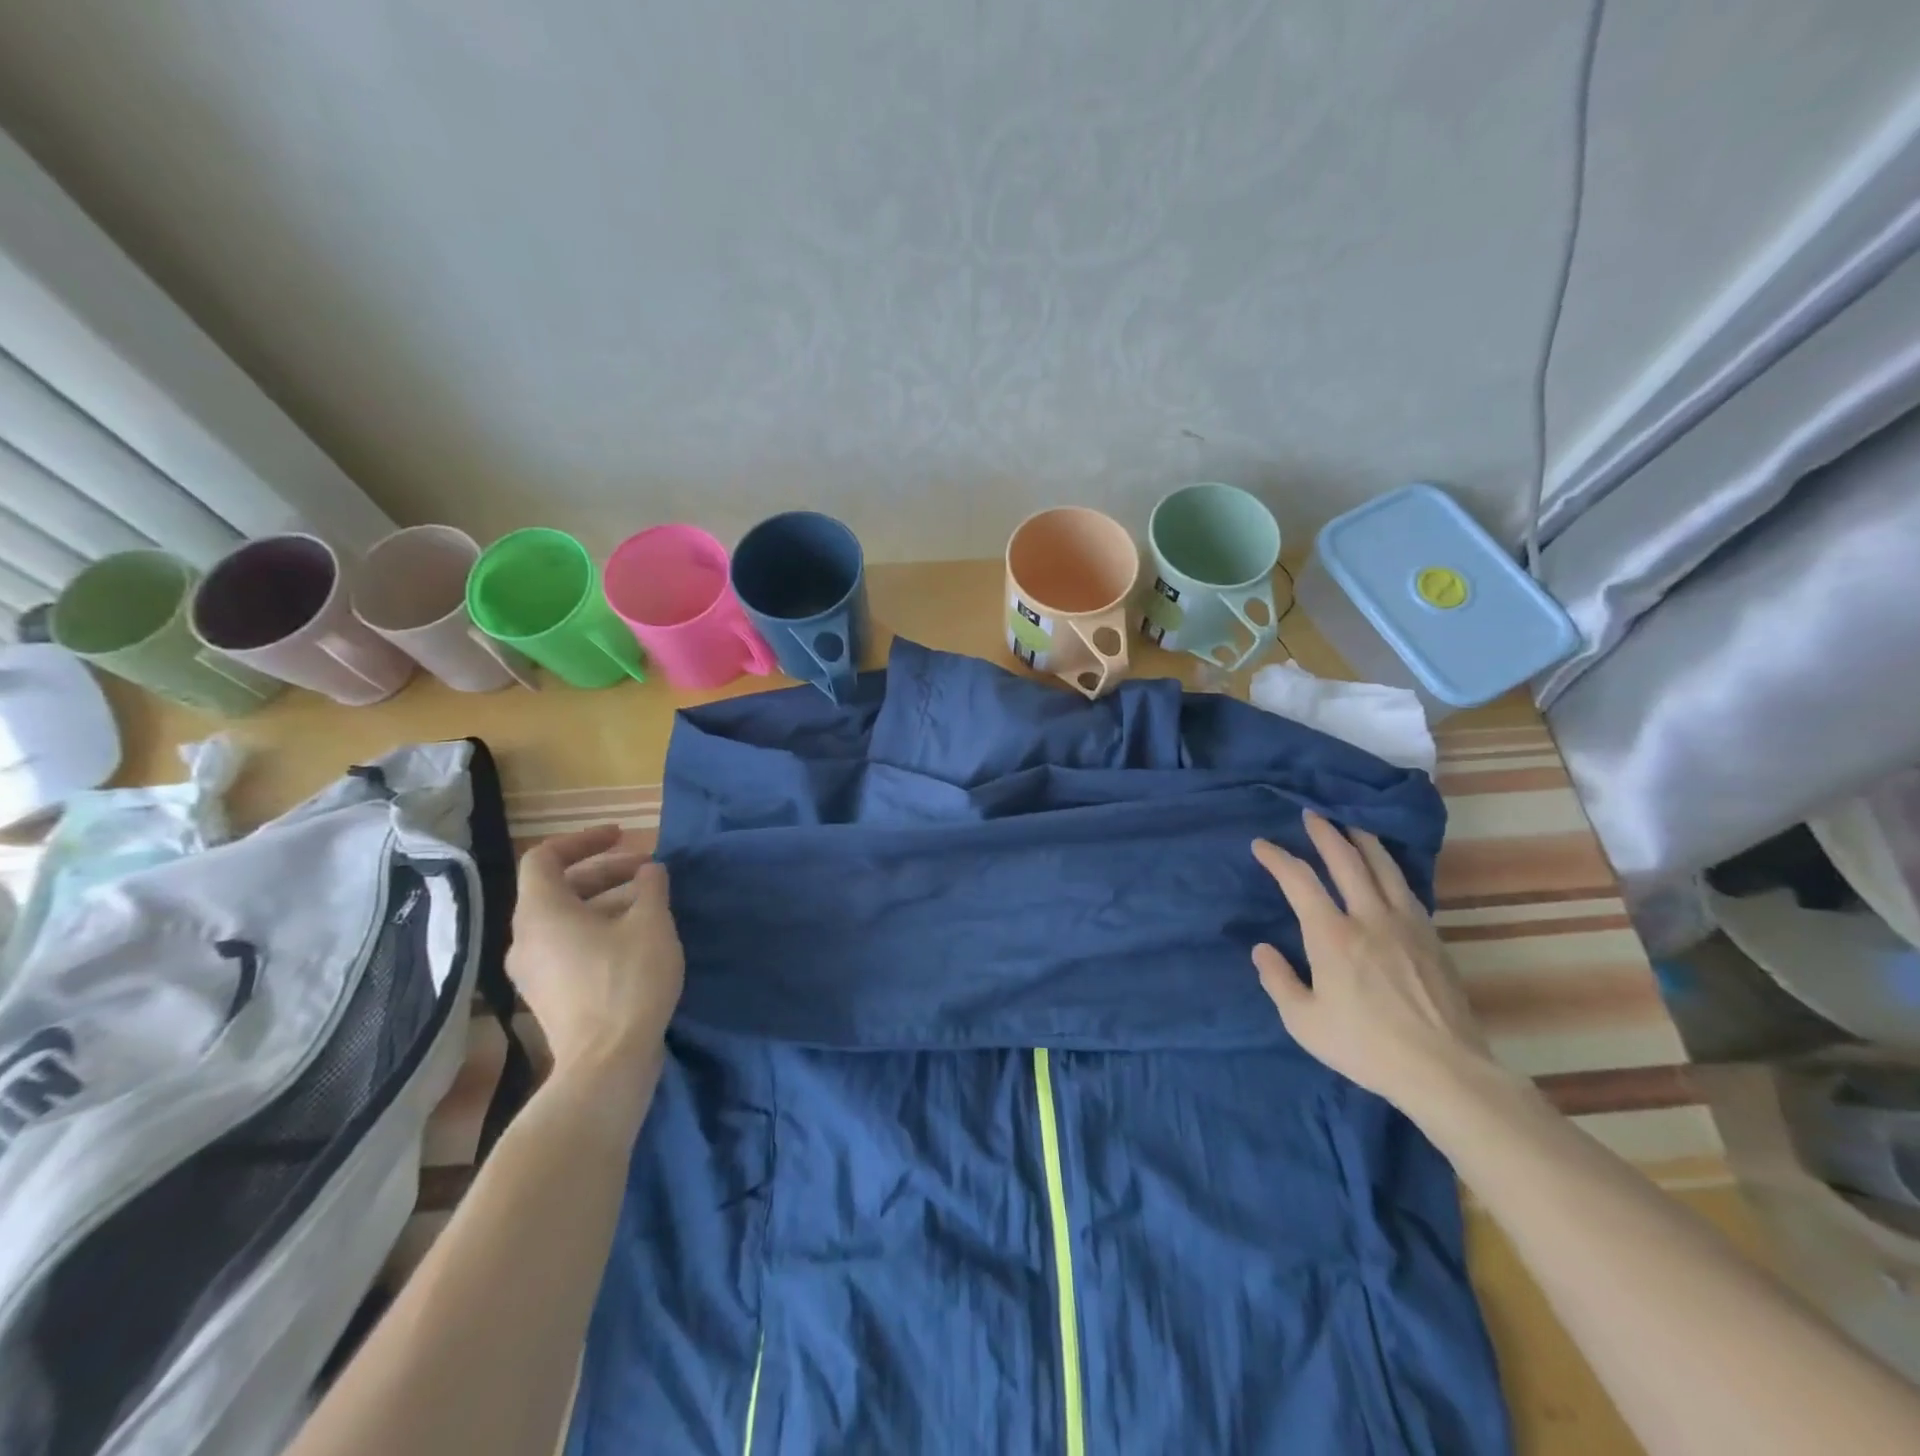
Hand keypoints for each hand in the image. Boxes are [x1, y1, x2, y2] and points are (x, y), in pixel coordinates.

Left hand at [507, 825, 684, 1077]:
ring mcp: (533, 971)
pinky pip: (568, 946)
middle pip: (558, 888)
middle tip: (649, 871)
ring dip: (606, 901)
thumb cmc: (628, 981)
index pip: (545, 857)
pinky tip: (636, 939)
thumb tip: (649, 871)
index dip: (584, 840)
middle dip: (606, 871)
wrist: (607, 1063)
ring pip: (566, 919)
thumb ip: (651, 887)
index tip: (623, 837)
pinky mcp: (548, 996)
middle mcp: (525, 939)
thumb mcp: (651, 923)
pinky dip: (598, 930)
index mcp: (541, 913)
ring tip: (650, 903)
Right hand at [1250, 811, 1494, 1109]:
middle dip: (1324, 833)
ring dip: (1363, 841)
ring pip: (1383, 867)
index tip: (1261, 845)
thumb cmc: (1365, 1046)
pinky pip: (1406, 889)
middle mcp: (1368, 917)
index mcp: (1331, 935)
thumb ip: (1278, 980)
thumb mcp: (1304, 1022)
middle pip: (1345, 860)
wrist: (1444, 1069)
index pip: (1299, 880)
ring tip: (1351, 826)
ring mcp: (1406, 924)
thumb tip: (1262, 949)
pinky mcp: (1432, 938)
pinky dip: (1389, 869)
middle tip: (1311, 815)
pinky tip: (1387, 871)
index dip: (1277, 857)